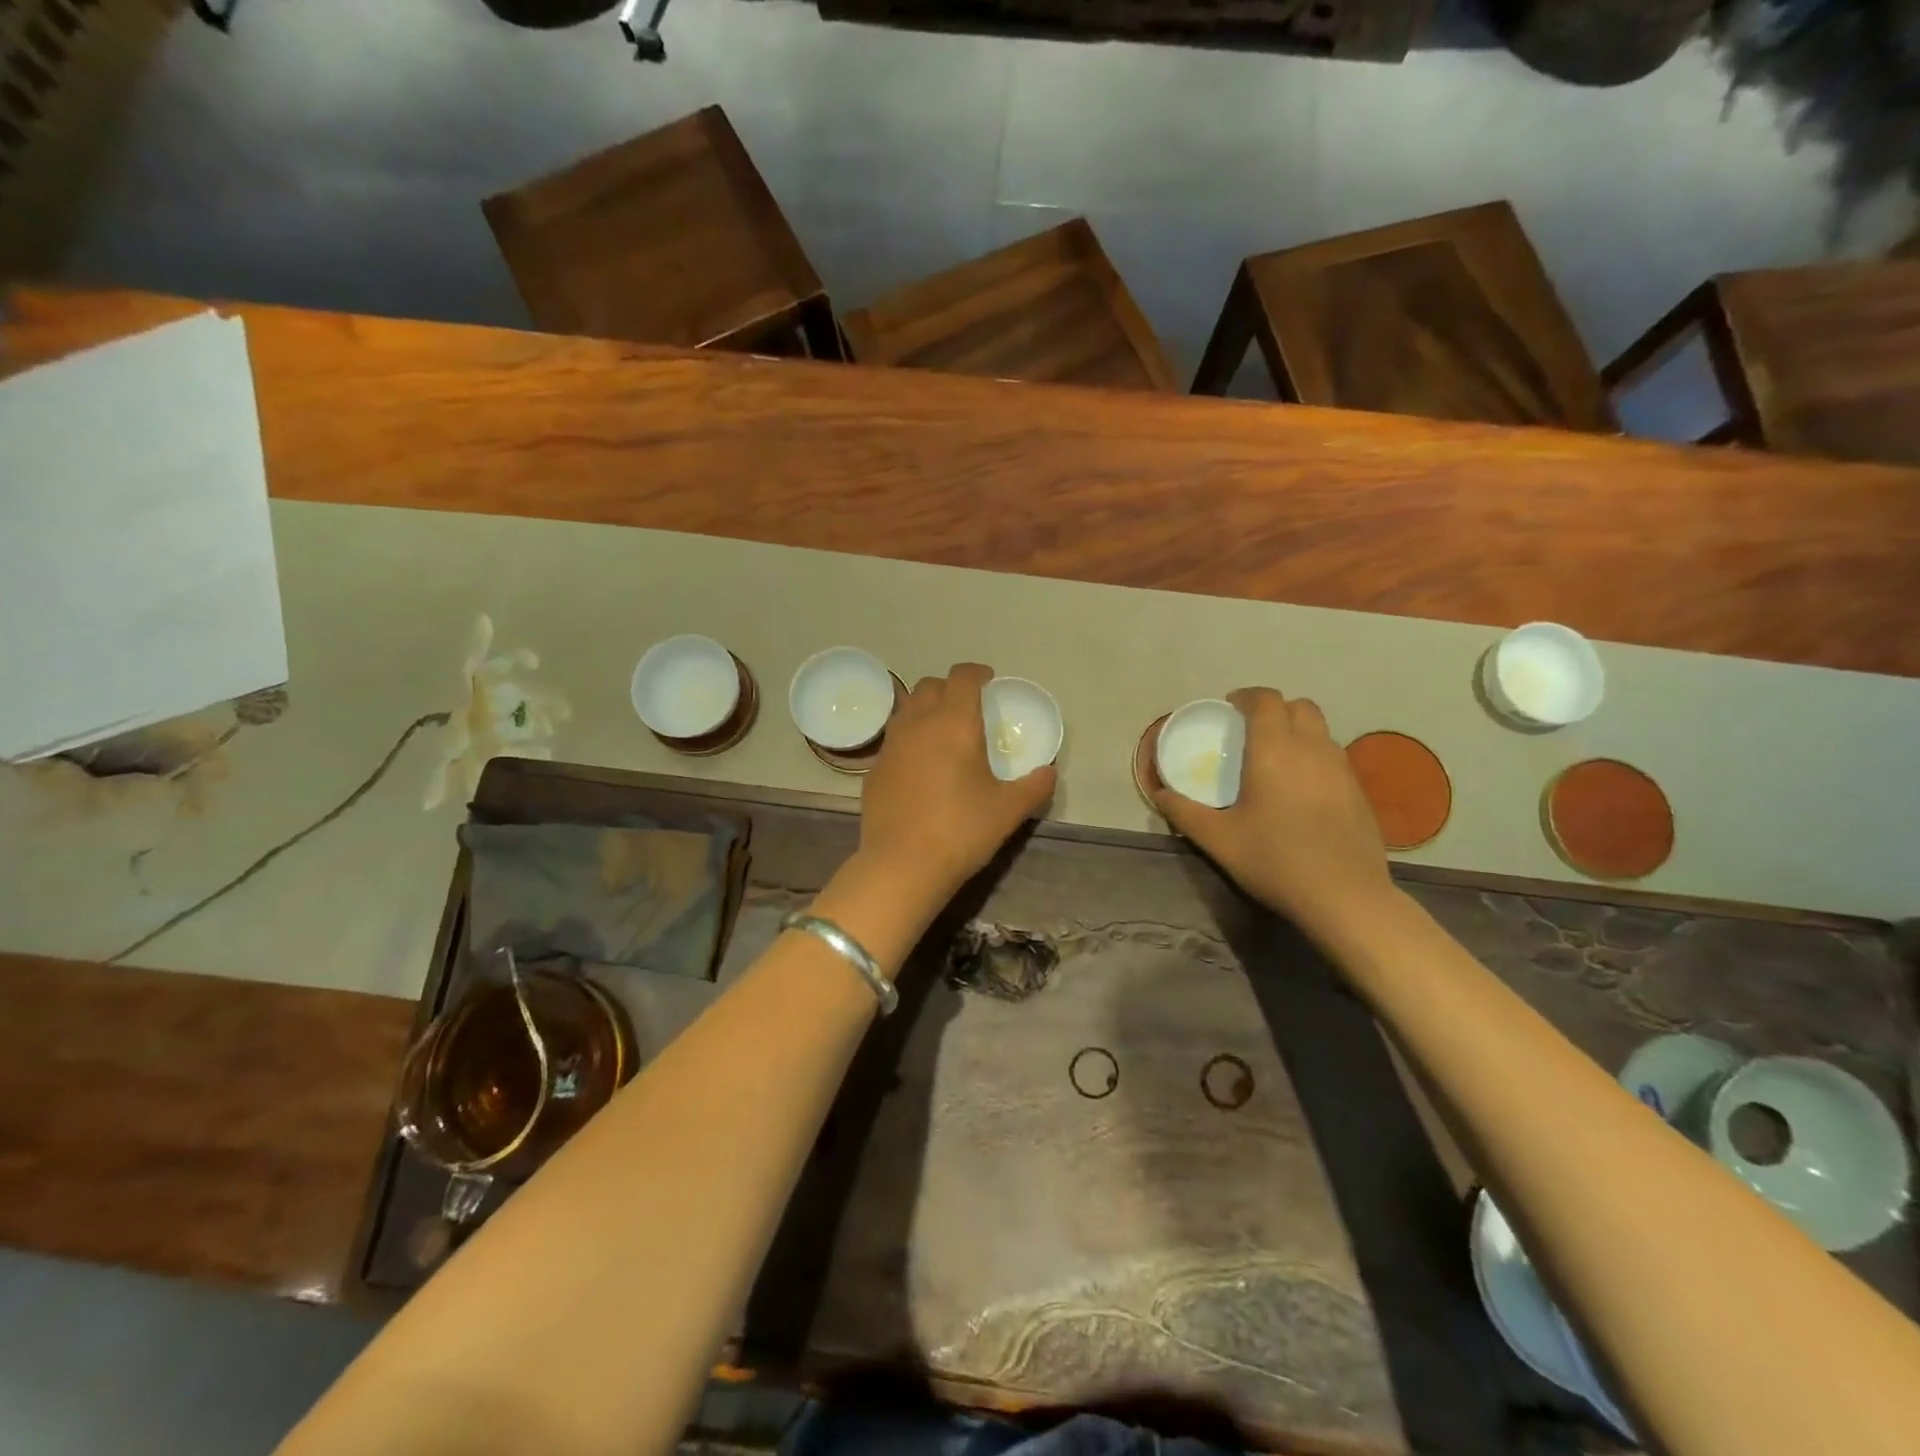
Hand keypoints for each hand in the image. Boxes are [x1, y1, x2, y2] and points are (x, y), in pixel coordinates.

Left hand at [860, 663, 1055, 899]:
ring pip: (907, 709)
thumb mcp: (1009, 810)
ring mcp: (891, 745)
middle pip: (930, 686)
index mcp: (953, 722)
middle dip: (951, 688)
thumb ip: (1035, 786)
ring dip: (926, 710)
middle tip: (968, 708)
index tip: (989, 681)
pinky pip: (894, 740)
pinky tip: (920, 767)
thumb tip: (1049, 772)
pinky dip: (910, 740)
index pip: (962, 677)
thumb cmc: (961, 830)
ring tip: (943, 732)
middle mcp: (918, 723)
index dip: (977, 673)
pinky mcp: (874, 769)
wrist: (902, 865)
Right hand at [1150, 687, 1393, 936]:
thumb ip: (1184, 812)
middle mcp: (1312, 748)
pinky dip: (1314, 757)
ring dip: (1297, 731)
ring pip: (1320, 730)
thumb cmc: (1274, 859)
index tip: (1229, 708)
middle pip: (1299, 706)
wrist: (1344, 896)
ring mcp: (1341, 769)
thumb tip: (1159, 794)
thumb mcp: (1217, 839)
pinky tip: (1301, 790)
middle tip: (1251, 731)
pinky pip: (1333, 756)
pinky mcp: (1359, 791)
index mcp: (1274, 750)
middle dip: (1275, 709)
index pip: (1265, 700)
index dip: (1247, 697)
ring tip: (1275, 759)